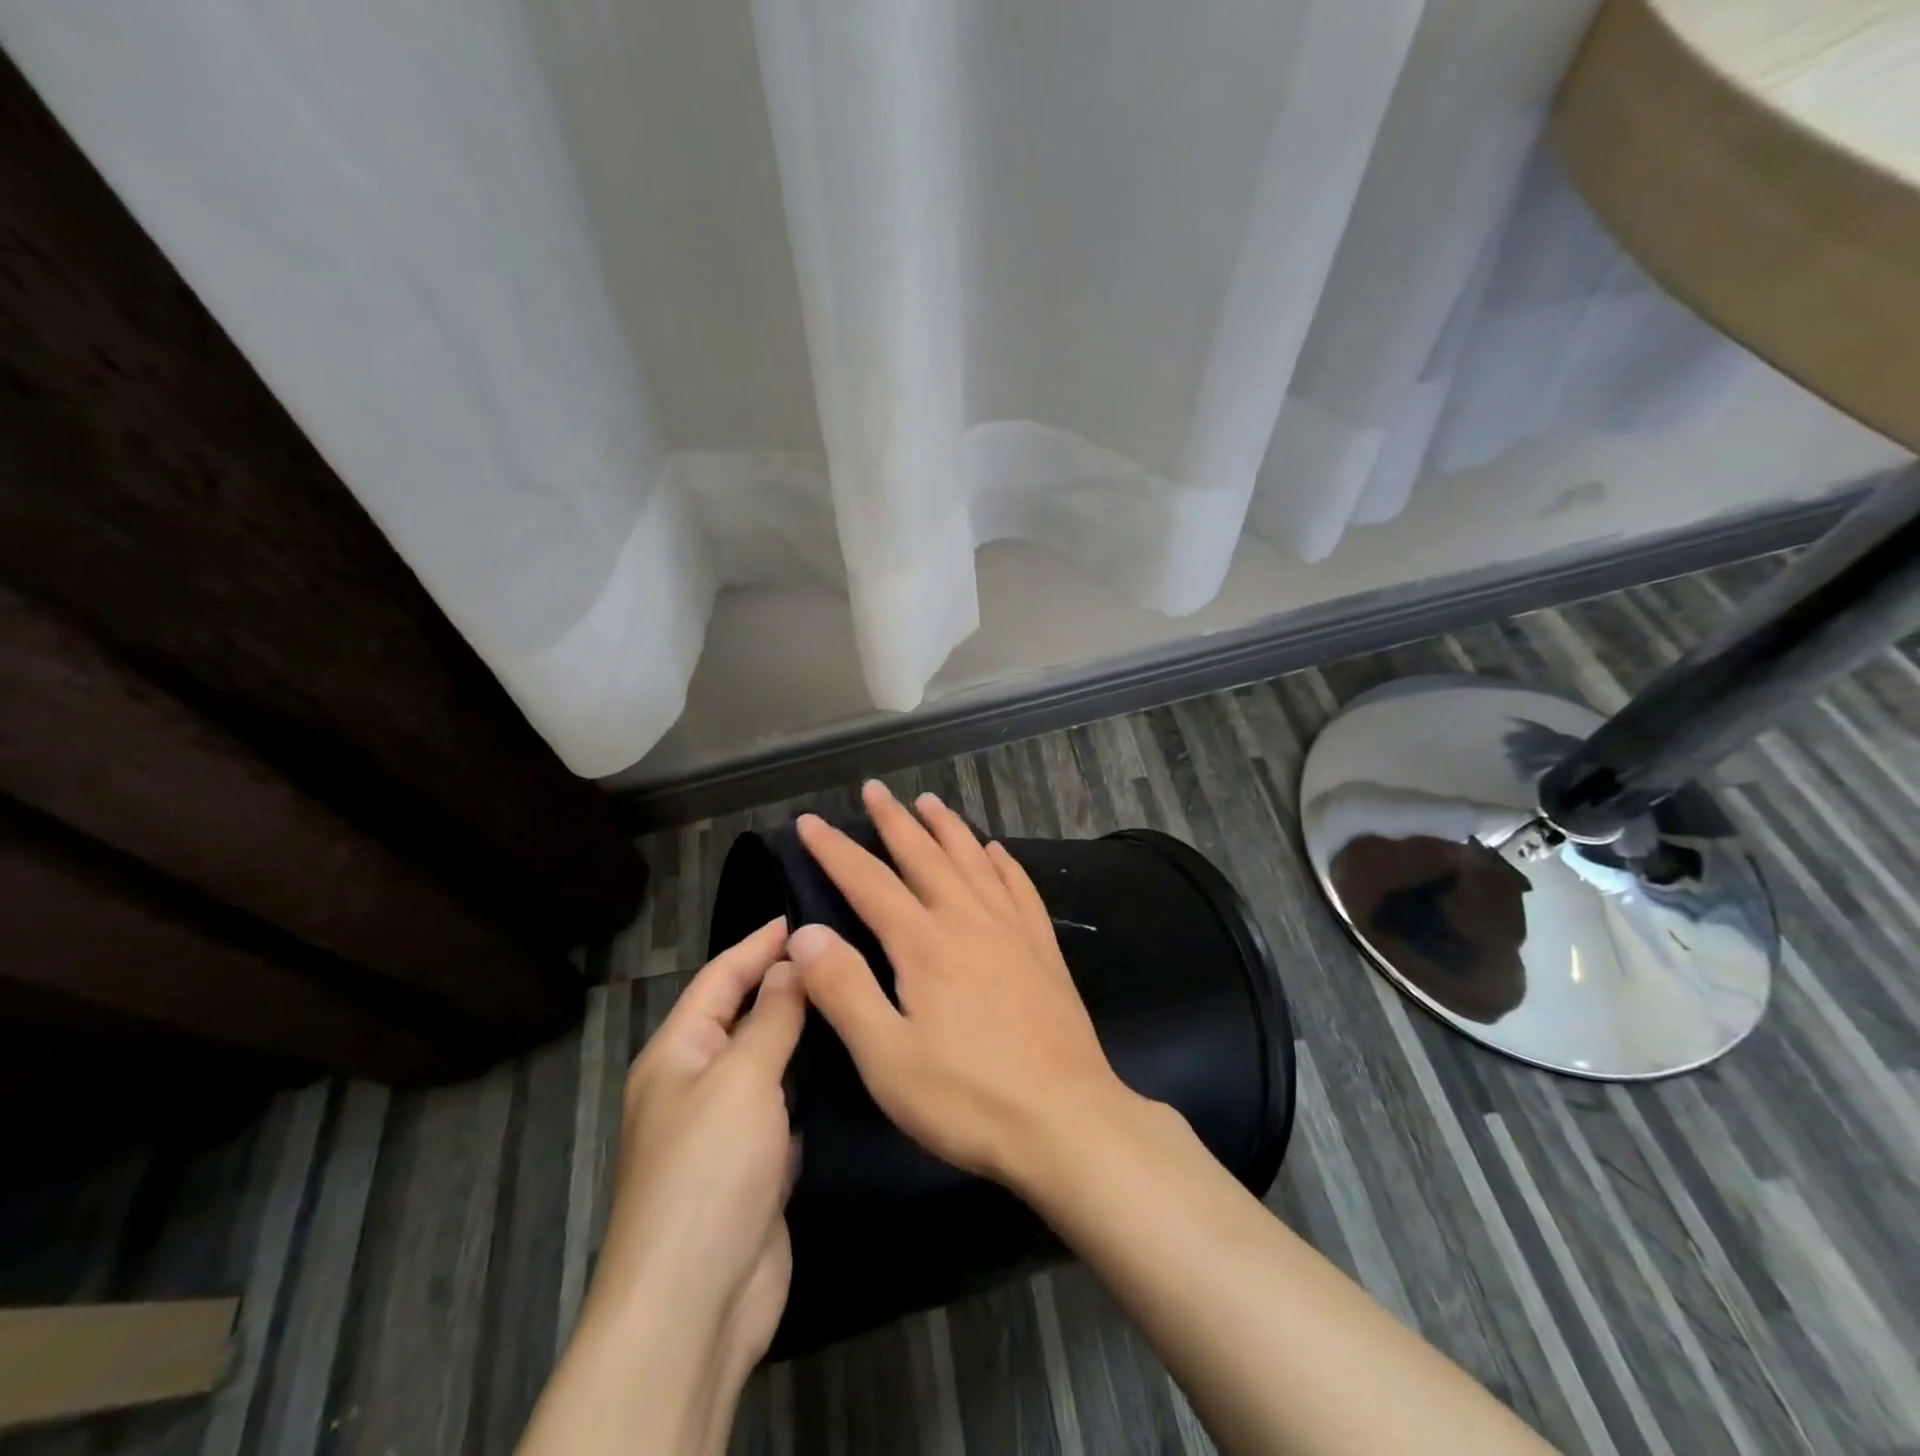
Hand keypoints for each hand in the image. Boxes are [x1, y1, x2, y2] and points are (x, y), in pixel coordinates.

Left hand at [535, 918, 802, 1455]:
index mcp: (676, 1052)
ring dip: (805, 1033)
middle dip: (787, 983)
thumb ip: (771, 1017)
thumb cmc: (708, 1170)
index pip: (720, 977)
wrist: (694, 1305)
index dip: (759, 943)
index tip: (806, 913)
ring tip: (858, 994)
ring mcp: (728, 1127)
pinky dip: (815, 1084)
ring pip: (771, 1061)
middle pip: (745, 1016)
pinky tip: (855, 1063)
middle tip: (846, 950)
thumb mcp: (741, 1078)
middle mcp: (697, 1082)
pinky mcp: (758, 1165)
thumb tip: (792, 961)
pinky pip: (788, 1106)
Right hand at [790, 780, 1134, 1187]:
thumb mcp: (886, 1057)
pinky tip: (997, 851)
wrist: (1066, 1120)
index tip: (810, 821)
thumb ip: (843, 989)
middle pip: (924, 855)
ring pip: (974, 860)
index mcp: (924, 942)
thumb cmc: (967, 1096)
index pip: (868, 881)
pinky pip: (1020, 888)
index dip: (835, 849)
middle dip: (895, 820)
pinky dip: (1004, 863)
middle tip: (875, 789)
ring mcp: (1012, 930)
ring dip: (948, 827)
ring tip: (930, 801)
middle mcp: (968, 920)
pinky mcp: (1043, 949)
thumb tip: (804, 932)